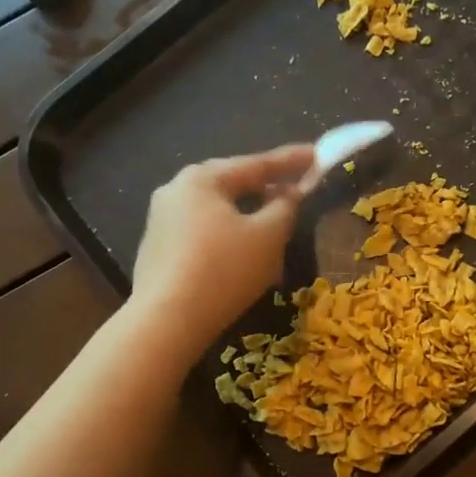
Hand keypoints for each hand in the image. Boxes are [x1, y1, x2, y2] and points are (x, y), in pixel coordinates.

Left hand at [131, 143, 315, 356]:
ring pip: (217, 211)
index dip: (292, 161)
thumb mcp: (268, 237)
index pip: (256, 163)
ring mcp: (161, 221)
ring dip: (248, 215)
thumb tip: (289, 194)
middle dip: (266, 187)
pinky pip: (202, 234)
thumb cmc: (223, 270)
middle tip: (297, 188)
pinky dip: (228, 237)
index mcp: (202, 178)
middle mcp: (175, 190)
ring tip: (274, 224)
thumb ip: (285, 208)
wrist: (166, 321)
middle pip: (232, 184)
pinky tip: (243, 254)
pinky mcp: (157, 250)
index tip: (318, 155)